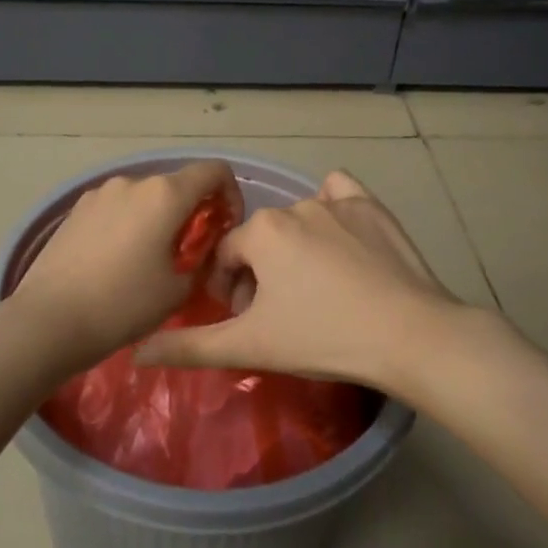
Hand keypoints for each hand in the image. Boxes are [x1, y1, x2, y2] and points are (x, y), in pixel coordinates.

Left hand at [13, 160, 240, 368]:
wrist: (49, 319)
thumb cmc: (123, 305)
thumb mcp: (177, 290)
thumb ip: (200, 260)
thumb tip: (199, 251)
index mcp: (165, 194)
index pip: (214, 171)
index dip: (230, 193)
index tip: (226, 226)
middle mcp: (133, 182)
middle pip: (177, 184)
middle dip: (192, 211)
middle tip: (190, 252)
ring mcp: (100, 192)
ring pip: (144, 196)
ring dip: (157, 217)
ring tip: (149, 259)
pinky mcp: (76, 208)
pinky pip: (116, 207)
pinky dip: (128, 223)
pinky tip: (116, 260)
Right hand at [134, 170, 472, 393]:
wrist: (410, 337)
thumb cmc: (323, 338)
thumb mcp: (250, 346)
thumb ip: (190, 346)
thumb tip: (136, 353)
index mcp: (262, 231)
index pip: (225, 256)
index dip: (228, 290)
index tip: (243, 321)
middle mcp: (295, 205)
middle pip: (261, 240)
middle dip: (260, 275)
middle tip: (278, 316)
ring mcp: (337, 202)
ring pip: (298, 221)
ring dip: (294, 250)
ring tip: (313, 290)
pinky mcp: (373, 208)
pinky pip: (340, 194)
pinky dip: (333, 209)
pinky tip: (340, 239)